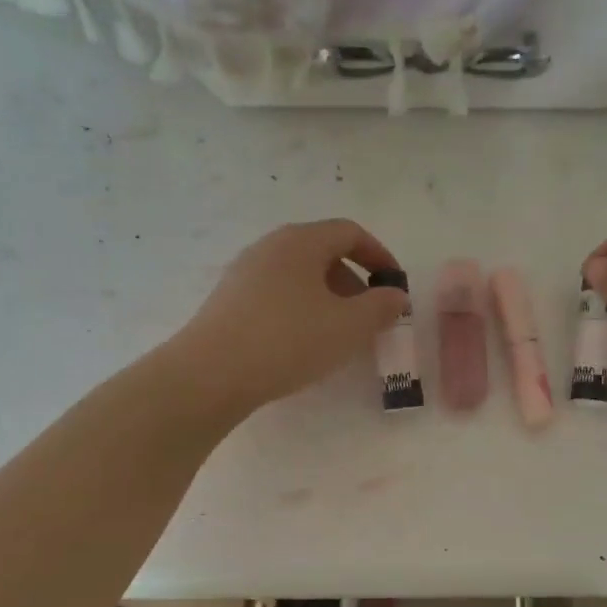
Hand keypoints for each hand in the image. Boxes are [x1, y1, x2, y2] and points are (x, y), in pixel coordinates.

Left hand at [170, 219, 410, 418]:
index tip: (394, 287)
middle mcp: (270, 247)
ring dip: (326, 300)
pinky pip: (276, 296)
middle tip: (368, 318)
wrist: (211, 373)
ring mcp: (244, 273)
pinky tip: (301, 345)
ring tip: (337, 336)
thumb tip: (394, 296)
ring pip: (298, 277)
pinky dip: (300, 311)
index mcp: (301, 241)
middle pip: (322, 253)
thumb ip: (380, 308)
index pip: (350, 232)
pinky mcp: (228, 301)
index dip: (379, 256)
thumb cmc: (289, 341)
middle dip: (353, 283)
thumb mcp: (348, 327)